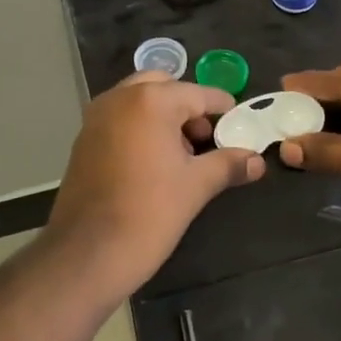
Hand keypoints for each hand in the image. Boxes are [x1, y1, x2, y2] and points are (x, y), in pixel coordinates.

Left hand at [46, 72, 265, 294]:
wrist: (88, 253)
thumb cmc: (149, 212)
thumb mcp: (197, 186)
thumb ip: (228, 164)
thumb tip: (257, 161)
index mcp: (150, 101)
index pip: (197, 94)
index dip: (221, 107)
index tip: (239, 120)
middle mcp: (119, 99)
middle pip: (162, 87)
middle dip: (187, 106)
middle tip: (206, 136)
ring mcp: (95, 119)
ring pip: (137, 102)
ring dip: (163, 116)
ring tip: (184, 153)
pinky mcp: (83, 141)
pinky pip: (119, 120)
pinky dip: (140, 128)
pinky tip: (155, 163)